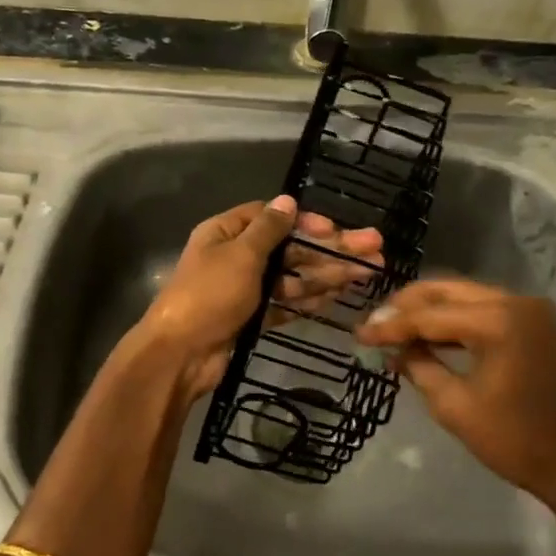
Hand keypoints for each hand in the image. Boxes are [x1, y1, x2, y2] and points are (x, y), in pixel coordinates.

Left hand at [139, 196, 383, 401]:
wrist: (181, 355)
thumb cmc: (209, 295)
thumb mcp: (240, 255)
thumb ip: (268, 229)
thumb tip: (289, 200)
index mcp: (226, 233)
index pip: (271, 218)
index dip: (305, 221)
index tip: (335, 228)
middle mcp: (236, 257)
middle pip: (290, 248)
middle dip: (330, 249)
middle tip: (374, 249)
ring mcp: (246, 290)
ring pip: (293, 277)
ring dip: (328, 274)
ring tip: (369, 272)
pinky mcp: (253, 318)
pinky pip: (286, 303)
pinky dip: (310, 300)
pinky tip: (340, 295)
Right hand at [355, 279, 555, 505]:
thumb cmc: (516, 439)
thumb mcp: (456, 406)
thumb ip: (420, 368)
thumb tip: (395, 350)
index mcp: (497, 320)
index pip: (429, 315)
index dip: (390, 326)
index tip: (358, 334)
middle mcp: (514, 302)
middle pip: (446, 291)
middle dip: (407, 306)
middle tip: (374, 324)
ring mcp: (528, 310)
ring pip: (463, 296)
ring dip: (429, 310)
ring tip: (394, 328)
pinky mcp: (534, 324)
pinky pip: (482, 309)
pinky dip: (453, 319)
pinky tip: (428, 335)